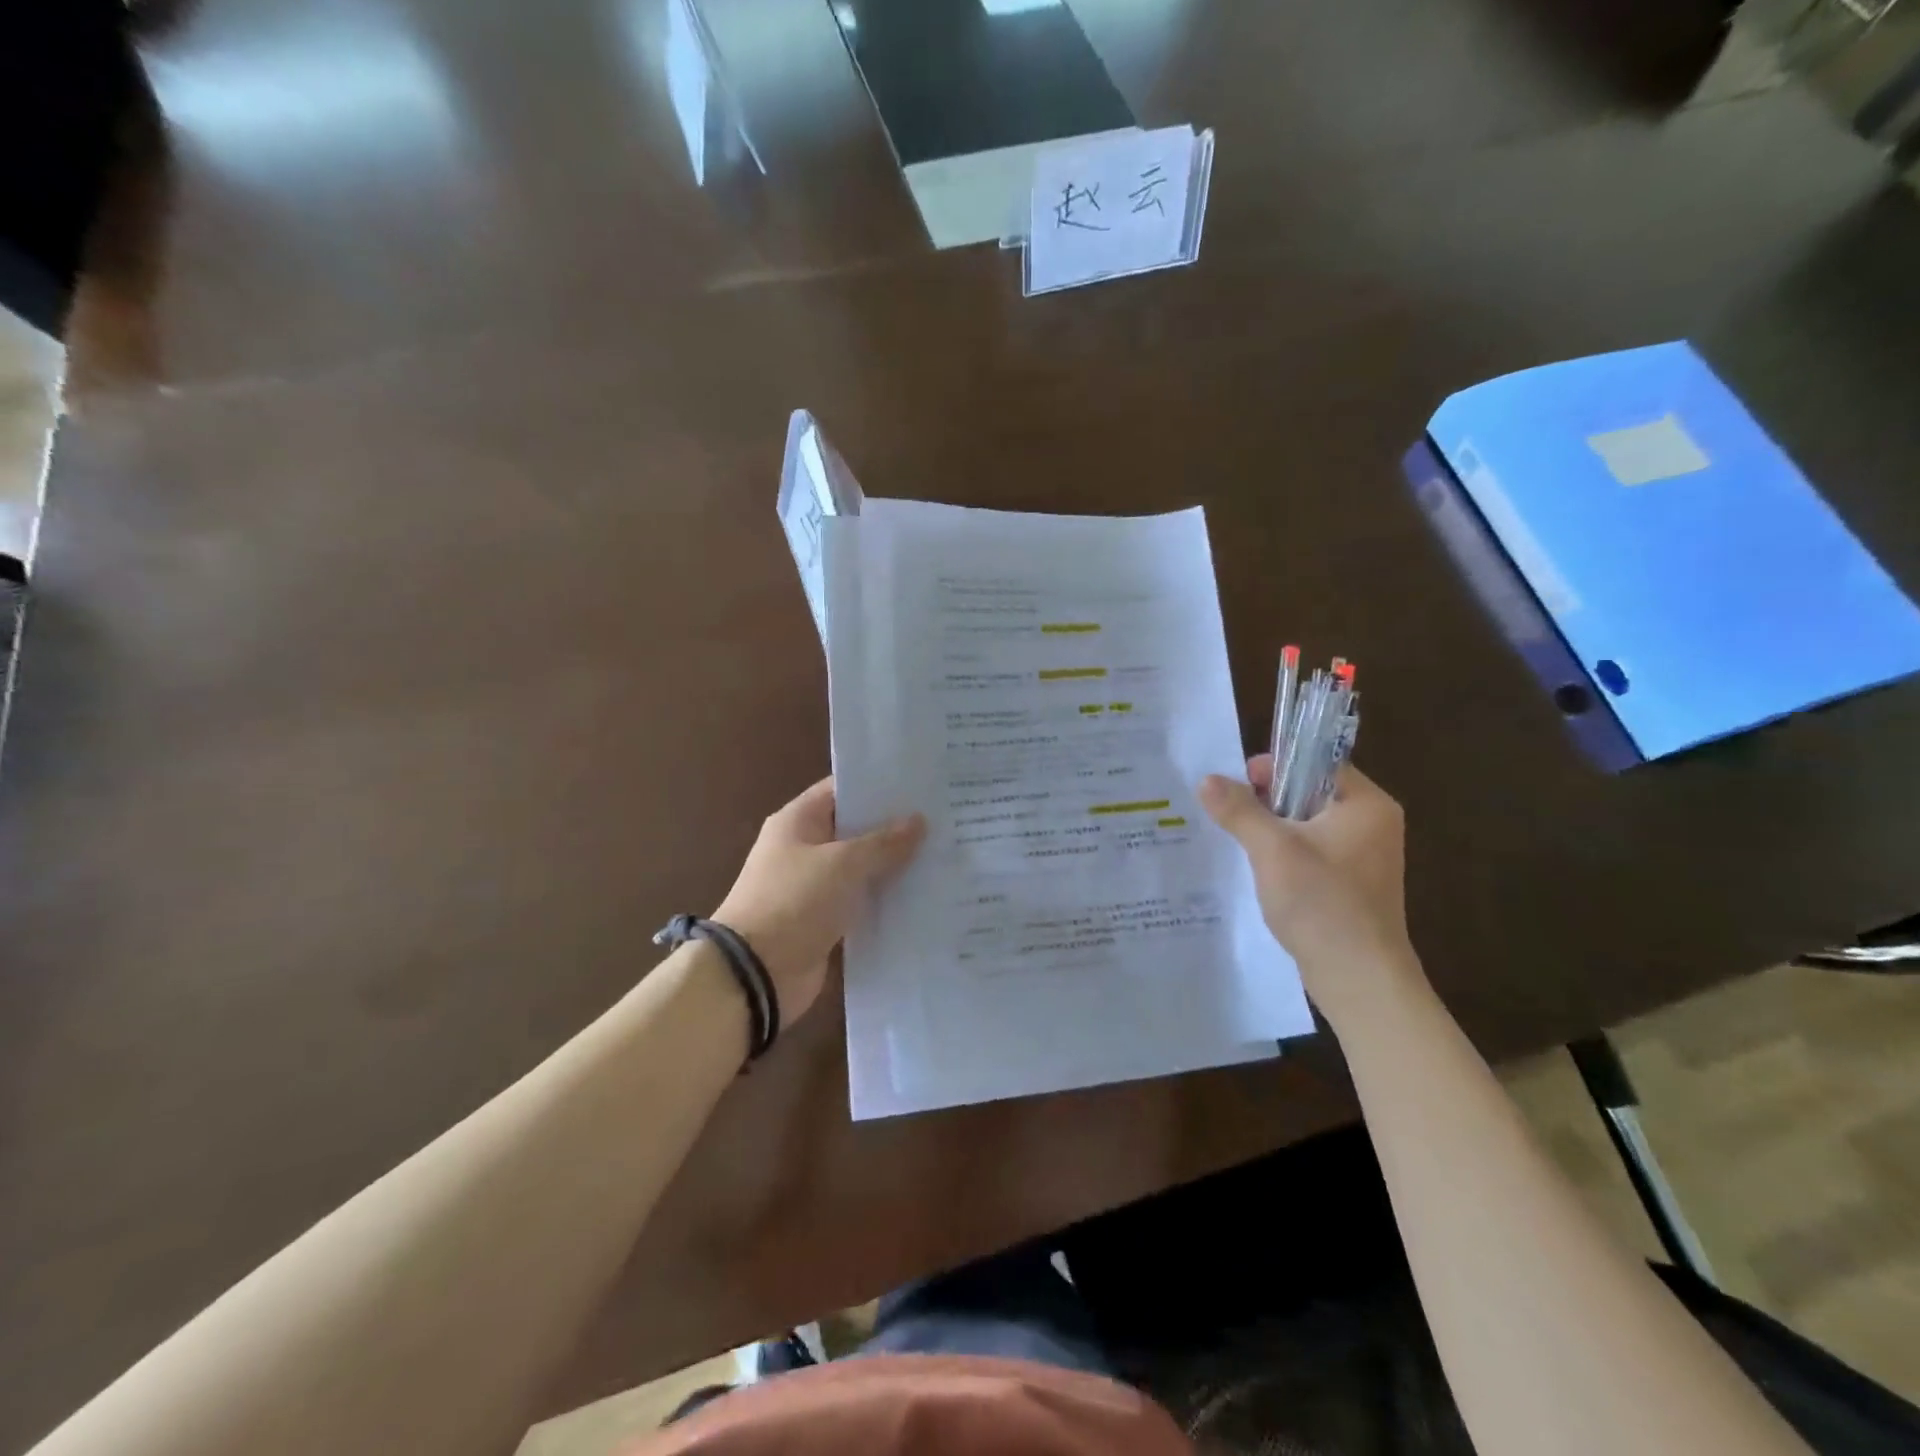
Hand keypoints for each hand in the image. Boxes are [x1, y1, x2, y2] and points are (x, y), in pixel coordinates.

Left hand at [713, 778, 925, 1022]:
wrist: (755, 974)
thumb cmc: (794, 902)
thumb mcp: (842, 864)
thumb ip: (883, 842)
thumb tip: (918, 821)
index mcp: (798, 821)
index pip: (841, 789)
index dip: (878, 785)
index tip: (920, 783)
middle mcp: (804, 848)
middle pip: (854, 828)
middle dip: (893, 826)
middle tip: (942, 818)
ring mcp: (814, 886)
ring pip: (861, 867)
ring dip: (893, 864)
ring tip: (942, 853)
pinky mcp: (824, 920)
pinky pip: (860, 901)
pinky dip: (884, 898)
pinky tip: (923, 894)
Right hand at [1198, 756, 1423, 1029]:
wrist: (1360, 979)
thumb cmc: (1323, 903)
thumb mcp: (1272, 850)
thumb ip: (1239, 810)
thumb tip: (1207, 779)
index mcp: (1366, 805)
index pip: (1318, 762)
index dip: (1277, 766)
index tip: (1240, 784)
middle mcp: (1372, 824)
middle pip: (1310, 792)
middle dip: (1267, 800)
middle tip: (1232, 815)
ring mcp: (1364, 857)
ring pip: (1307, 824)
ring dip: (1272, 829)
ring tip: (1238, 840)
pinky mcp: (1351, 884)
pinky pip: (1312, 852)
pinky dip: (1284, 854)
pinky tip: (1258, 869)